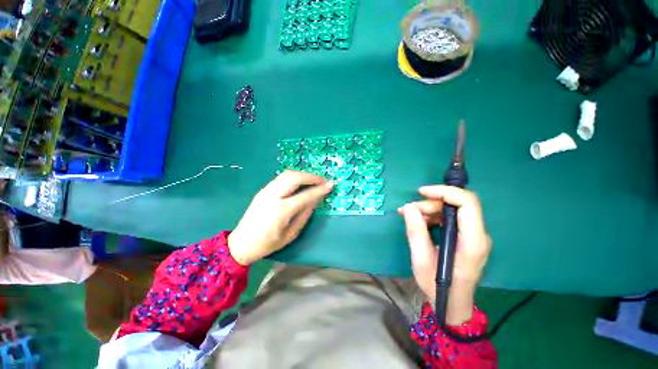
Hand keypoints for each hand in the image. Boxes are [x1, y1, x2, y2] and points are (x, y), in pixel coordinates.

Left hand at [228, 171, 333, 265]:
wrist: (241, 243)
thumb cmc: (268, 243)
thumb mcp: (291, 234)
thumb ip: (304, 215)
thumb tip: (315, 200)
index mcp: (281, 211)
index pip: (305, 195)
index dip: (320, 189)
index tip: (331, 184)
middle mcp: (273, 196)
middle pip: (295, 177)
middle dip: (311, 176)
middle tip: (323, 180)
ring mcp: (266, 191)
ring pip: (287, 174)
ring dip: (303, 174)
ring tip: (314, 180)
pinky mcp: (263, 190)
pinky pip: (281, 178)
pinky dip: (294, 177)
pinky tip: (301, 182)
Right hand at [399, 185, 491, 324]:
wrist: (452, 303)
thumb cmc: (437, 285)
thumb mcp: (421, 259)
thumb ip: (416, 231)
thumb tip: (409, 207)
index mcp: (472, 241)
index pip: (468, 203)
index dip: (445, 192)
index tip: (421, 192)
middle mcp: (478, 235)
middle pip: (458, 204)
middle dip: (431, 202)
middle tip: (409, 210)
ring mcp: (473, 236)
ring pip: (452, 209)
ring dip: (429, 208)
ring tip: (409, 215)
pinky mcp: (466, 237)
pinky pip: (449, 217)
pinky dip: (432, 215)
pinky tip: (418, 220)